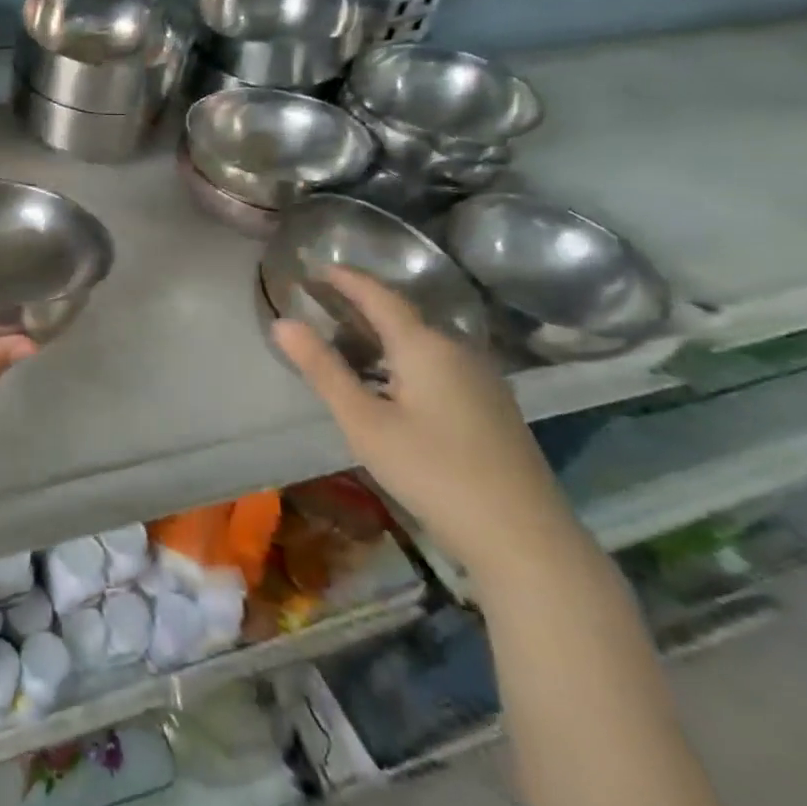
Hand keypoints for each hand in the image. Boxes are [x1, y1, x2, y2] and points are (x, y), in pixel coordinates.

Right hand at [272, 266, 577, 582]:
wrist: (524, 538)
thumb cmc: (433, 472)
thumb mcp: (364, 421)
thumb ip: (322, 369)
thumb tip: (282, 322)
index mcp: (425, 346)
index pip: (379, 296)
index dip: (346, 279)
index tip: (316, 267)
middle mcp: (457, 350)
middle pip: (403, 316)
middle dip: (362, 305)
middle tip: (322, 303)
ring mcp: (481, 378)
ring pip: (422, 341)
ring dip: (383, 334)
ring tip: (347, 341)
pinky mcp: (492, 405)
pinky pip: (439, 363)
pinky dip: (405, 358)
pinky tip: (391, 382)